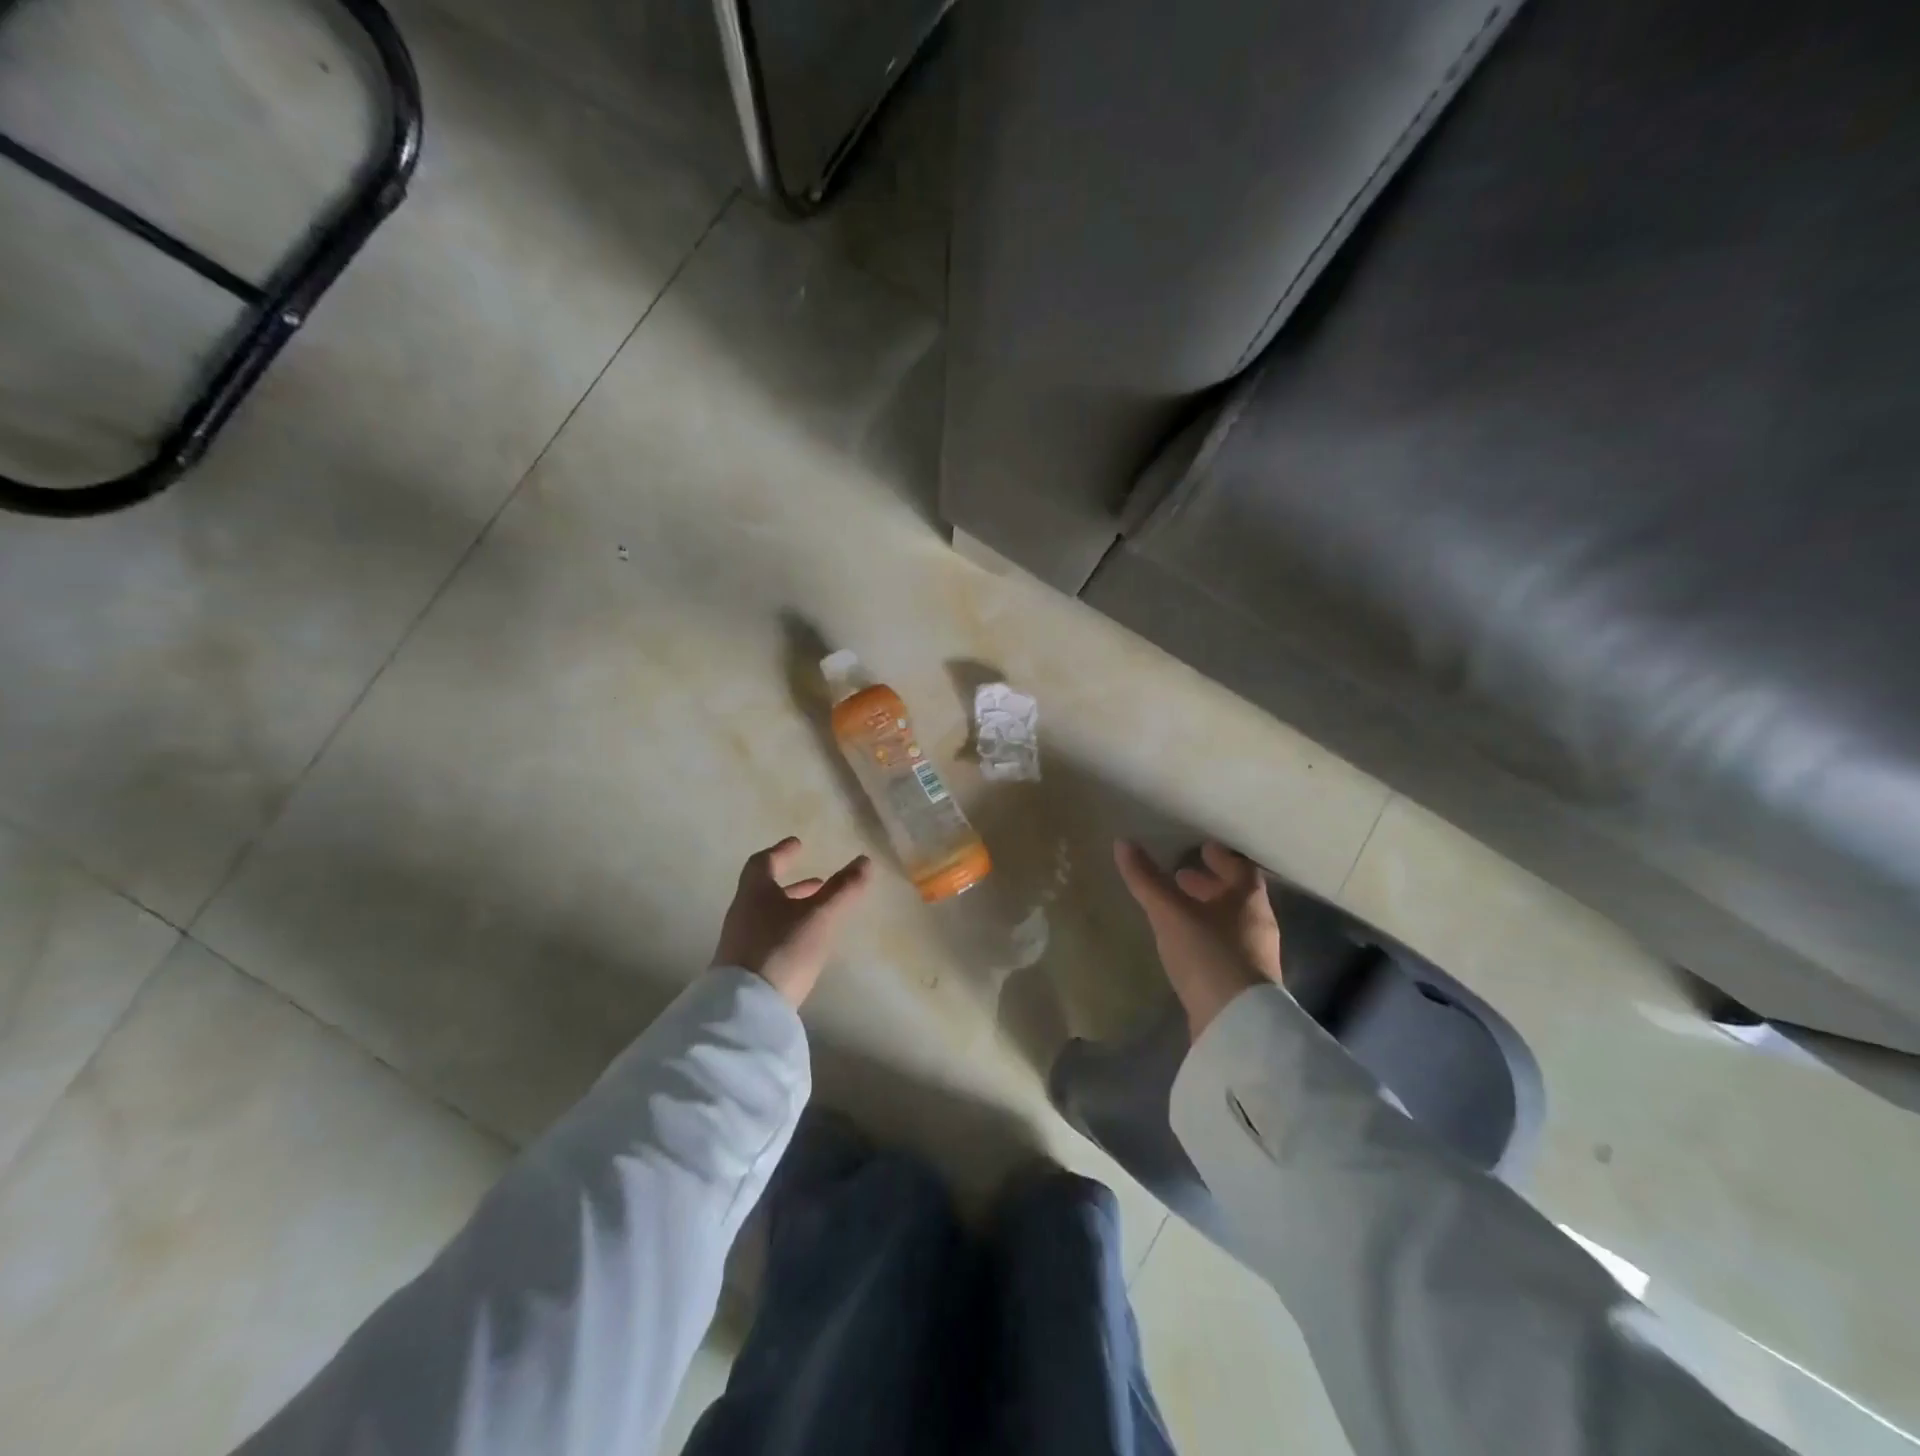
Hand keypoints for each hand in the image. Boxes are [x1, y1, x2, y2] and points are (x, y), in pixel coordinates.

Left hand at [712, 838, 872, 1007]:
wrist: (746, 1010)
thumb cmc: (783, 950)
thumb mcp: (820, 917)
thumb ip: (843, 889)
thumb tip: (864, 860)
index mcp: (755, 893)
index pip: (764, 863)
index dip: (781, 852)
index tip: (797, 843)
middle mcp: (743, 914)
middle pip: (765, 891)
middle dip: (793, 885)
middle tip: (818, 882)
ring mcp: (740, 944)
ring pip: (767, 916)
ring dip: (792, 909)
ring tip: (818, 914)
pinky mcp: (744, 970)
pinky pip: (767, 939)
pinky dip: (787, 932)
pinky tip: (804, 946)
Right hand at [1115, 840, 1283, 1039]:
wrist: (1236, 1024)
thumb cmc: (1209, 954)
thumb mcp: (1170, 913)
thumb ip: (1147, 880)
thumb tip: (1123, 842)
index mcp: (1249, 899)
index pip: (1240, 867)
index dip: (1221, 856)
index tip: (1200, 848)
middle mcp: (1258, 924)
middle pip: (1236, 895)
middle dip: (1210, 883)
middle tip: (1181, 874)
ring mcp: (1254, 956)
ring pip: (1231, 922)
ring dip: (1208, 910)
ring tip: (1177, 908)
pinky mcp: (1244, 984)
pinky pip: (1226, 946)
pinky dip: (1207, 936)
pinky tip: (1186, 943)